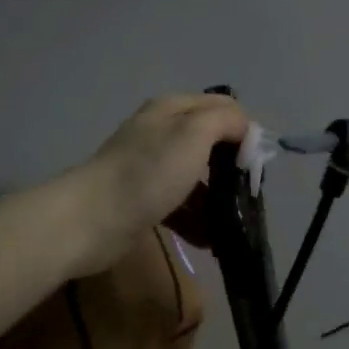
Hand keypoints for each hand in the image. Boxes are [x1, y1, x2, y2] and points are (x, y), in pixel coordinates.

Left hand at [70, 94, 250, 272]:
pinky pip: (180, 206)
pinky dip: (197, 221)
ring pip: (197, 179)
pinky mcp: (144, 201)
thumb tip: (246, 128)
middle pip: (210, 144)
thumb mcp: (194, 134)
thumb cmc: (148, 173)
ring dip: (218, 201)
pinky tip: (211, 241)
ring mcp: (151, 169)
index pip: (222, 107)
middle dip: (233, 169)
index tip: (257, 163)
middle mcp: (162, 133)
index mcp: (172, 110)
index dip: (244, 130)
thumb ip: (225, 121)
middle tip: (249, 195)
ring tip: (235, 225)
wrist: (91, 220)